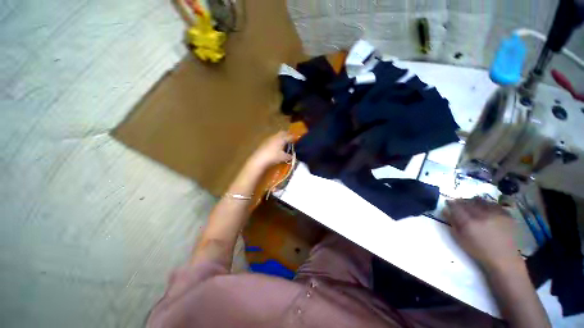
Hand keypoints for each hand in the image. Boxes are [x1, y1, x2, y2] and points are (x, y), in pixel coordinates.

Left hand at [246, 131, 292, 171]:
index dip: (294, 138)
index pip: (290, 136)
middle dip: (288, 135)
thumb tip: (292, 156)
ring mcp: (269, 138)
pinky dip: (276, 141)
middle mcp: (276, 136)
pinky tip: (276, 147)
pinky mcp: (264, 142)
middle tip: (291, 140)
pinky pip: (273, 139)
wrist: (259, 159)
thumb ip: (289, 156)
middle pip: (283, 133)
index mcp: (282, 138)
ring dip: (281, 138)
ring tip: (284, 144)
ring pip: (277, 136)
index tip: (298, 141)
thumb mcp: (284, 158)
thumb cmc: (273, 157)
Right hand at [444, 197, 521, 270]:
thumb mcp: (460, 239)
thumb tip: (446, 210)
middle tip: (459, 204)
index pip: (455, 206)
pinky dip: (487, 204)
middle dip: (461, 201)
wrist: (504, 258)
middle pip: (467, 201)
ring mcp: (495, 214)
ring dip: (473, 201)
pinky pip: (493, 204)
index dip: (450, 203)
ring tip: (472, 205)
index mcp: (468, 223)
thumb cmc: (479, 250)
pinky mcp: (506, 214)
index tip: (448, 203)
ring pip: (480, 200)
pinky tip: (485, 208)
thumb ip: (452, 223)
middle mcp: (481, 215)